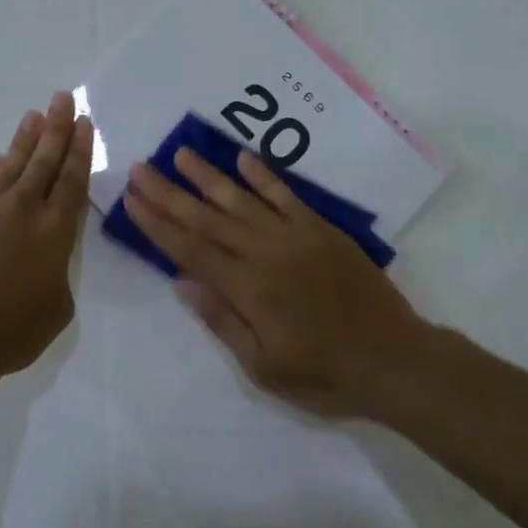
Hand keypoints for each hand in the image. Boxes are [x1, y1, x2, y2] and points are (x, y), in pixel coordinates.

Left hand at [0, 91, 93, 378]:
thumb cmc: (9, 331)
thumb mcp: (55, 310)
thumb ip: (55, 277)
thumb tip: (42, 263)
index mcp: (54, 231)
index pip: (72, 180)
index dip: (80, 150)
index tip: (84, 122)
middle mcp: (21, 210)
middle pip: (44, 161)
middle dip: (56, 128)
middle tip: (63, 98)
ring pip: (11, 166)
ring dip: (25, 140)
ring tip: (34, 116)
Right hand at [123, 147, 434, 416]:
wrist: (395, 360)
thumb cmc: (325, 374)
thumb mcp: (265, 367)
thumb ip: (223, 320)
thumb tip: (182, 281)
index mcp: (248, 288)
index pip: (190, 248)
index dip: (158, 223)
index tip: (132, 200)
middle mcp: (266, 252)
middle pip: (208, 217)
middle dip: (169, 193)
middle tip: (140, 168)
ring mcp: (295, 236)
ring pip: (242, 199)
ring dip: (208, 176)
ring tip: (180, 153)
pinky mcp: (321, 229)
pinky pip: (286, 195)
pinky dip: (263, 175)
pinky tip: (243, 158)